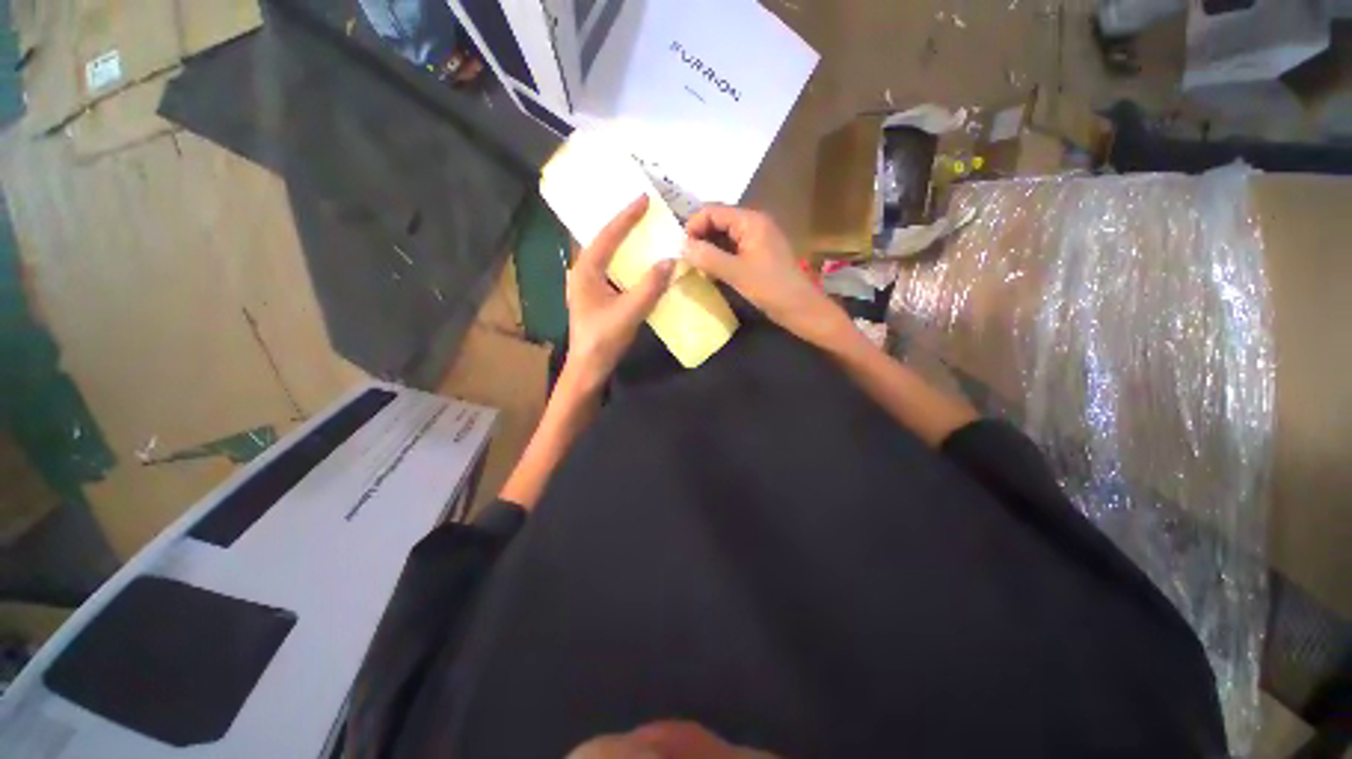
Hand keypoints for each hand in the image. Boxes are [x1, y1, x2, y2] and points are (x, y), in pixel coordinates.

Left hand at [564, 197, 674, 393]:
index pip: (607, 236)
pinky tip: (636, 263)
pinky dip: (624, 261)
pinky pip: (611, 269)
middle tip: (644, 211)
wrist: (588, 368)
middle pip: (603, 241)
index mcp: (585, 271)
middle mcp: (583, 273)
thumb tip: (669, 260)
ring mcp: (587, 286)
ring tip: (641, 230)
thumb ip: (650, 286)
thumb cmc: (604, 339)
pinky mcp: (594, 297)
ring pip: (606, 255)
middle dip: (623, 225)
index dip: (627, 217)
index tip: (644, 199)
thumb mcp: (629, 312)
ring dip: (623, 242)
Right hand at [682, 205, 850, 347]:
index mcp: (750, 221)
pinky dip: (719, 257)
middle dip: (700, 237)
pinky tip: (710, 272)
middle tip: (686, 258)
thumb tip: (681, 246)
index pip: (712, 211)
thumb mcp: (736, 273)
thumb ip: (707, 257)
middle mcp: (753, 223)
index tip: (681, 248)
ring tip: (695, 266)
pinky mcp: (758, 253)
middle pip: (718, 221)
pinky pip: (732, 248)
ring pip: (724, 236)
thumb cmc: (770, 288)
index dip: (693, 226)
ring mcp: (757, 239)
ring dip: (708, 248)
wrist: (800, 307)